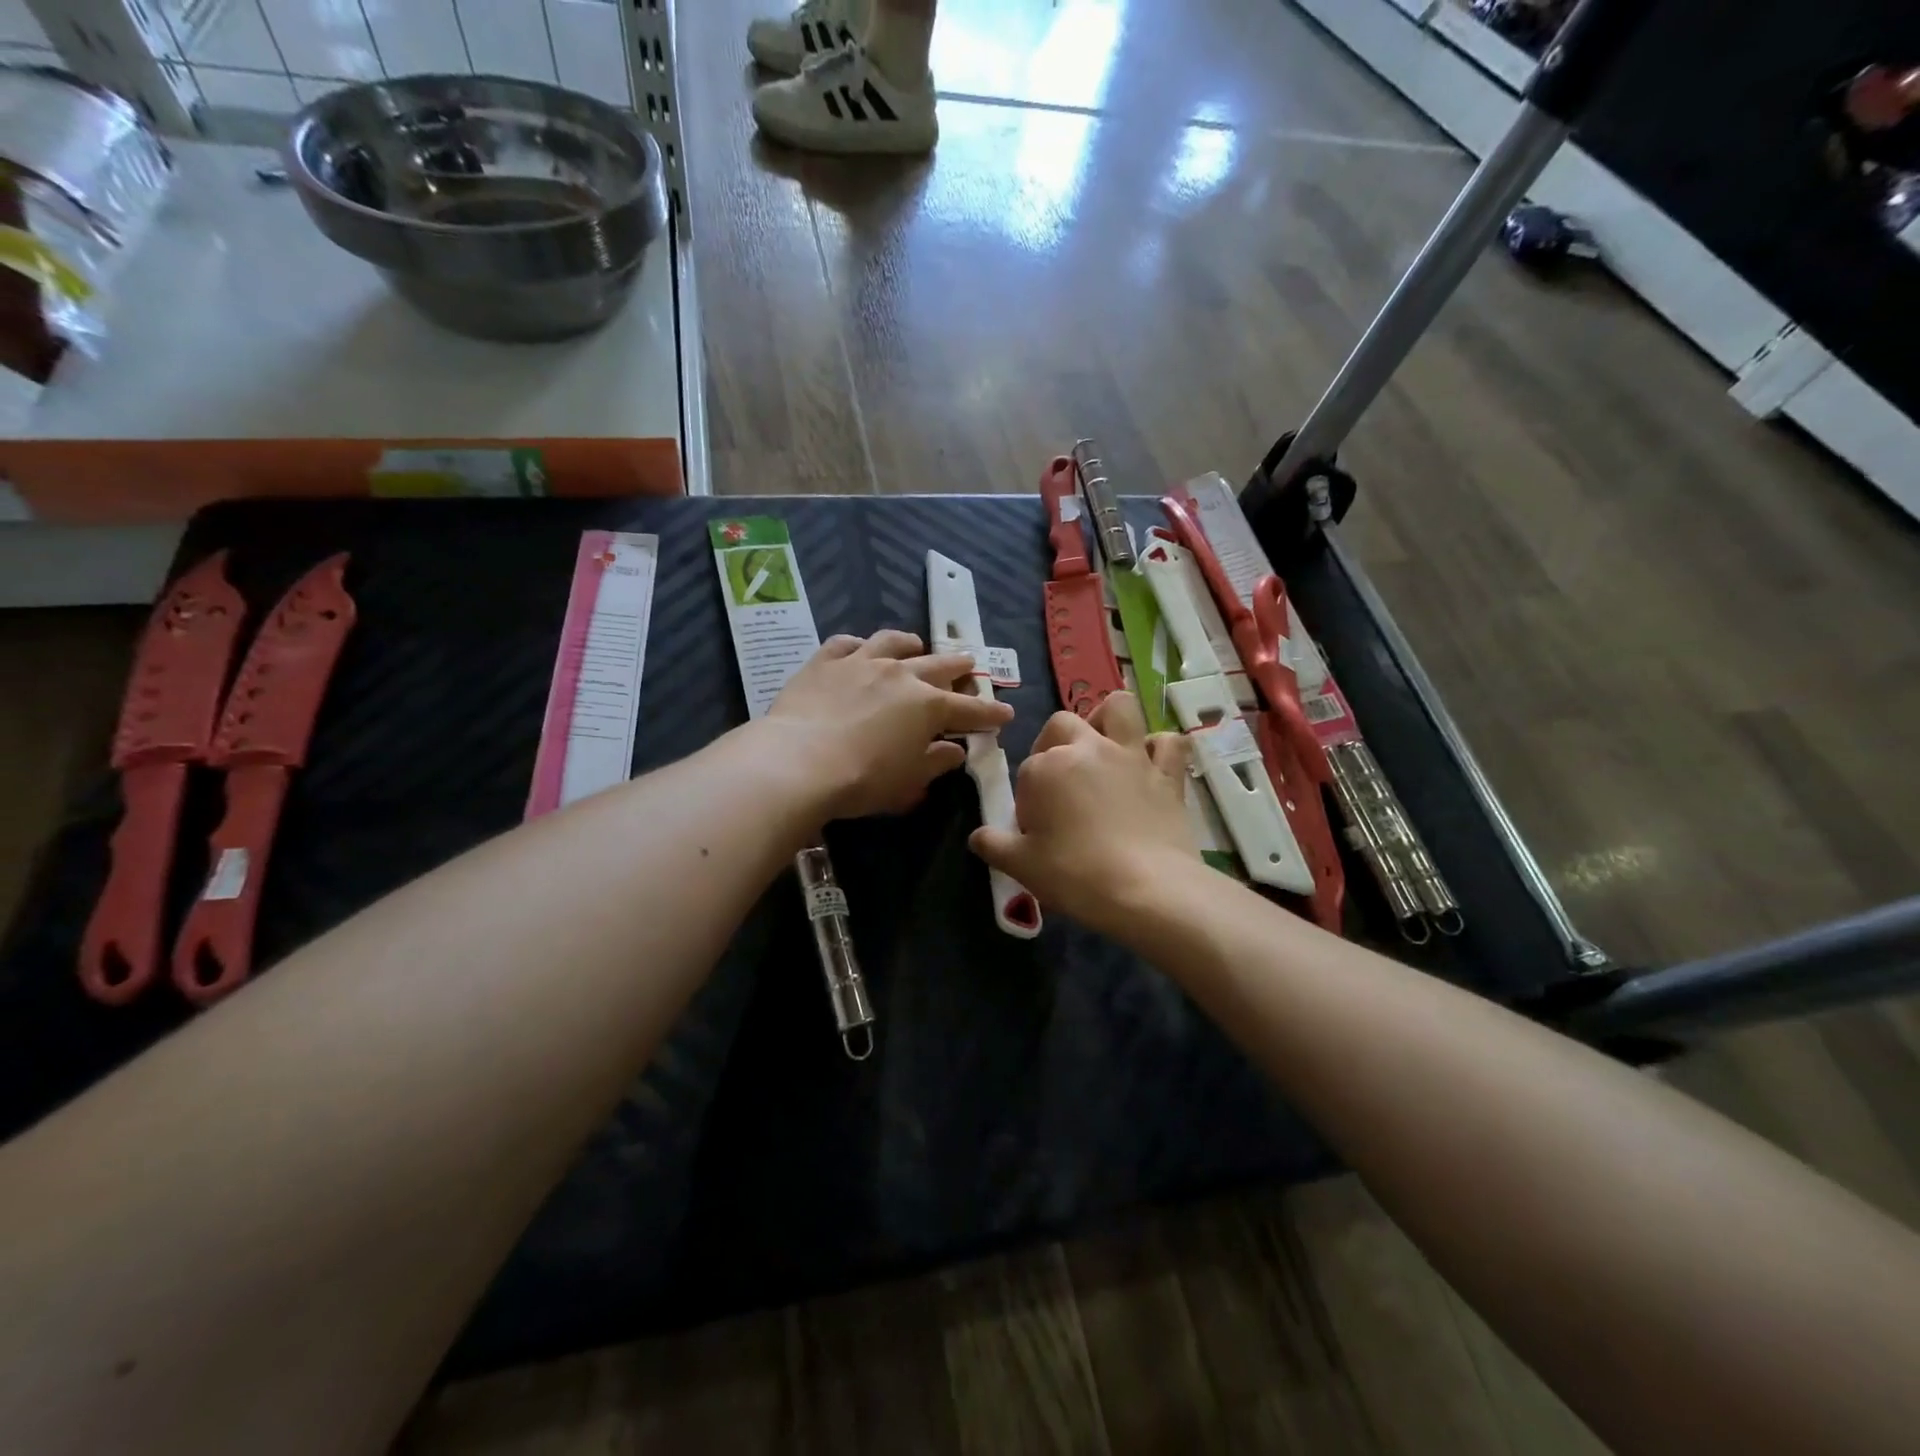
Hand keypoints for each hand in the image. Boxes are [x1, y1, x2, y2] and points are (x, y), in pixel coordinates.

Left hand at [764, 630, 1013, 821]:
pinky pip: (845, 644)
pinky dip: (858, 646)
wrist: (799, 762)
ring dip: (911, 645)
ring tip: (917, 646)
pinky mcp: (825, 661)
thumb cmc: (862, 780)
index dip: (990, 713)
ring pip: (893, 643)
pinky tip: (859, 648)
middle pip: (938, 665)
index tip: (1005, 713)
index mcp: (928, 706)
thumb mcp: (907, 782)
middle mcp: (900, 675)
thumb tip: (954, 751)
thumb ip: (935, 763)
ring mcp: (861, 662)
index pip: (969, 709)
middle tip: (970, 664)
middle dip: (959, 667)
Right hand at [969, 693, 1198, 936]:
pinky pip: (1168, 742)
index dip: (1028, 799)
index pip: (1027, 771)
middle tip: (1059, 783)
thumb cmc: (1076, 875)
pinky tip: (1150, 766)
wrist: (1148, 889)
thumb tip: (979, 836)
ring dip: (1107, 720)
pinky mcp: (1167, 773)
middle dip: (1054, 744)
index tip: (1035, 830)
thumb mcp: (1021, 866)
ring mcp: (1132, 756)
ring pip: (1119, 708)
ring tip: (1102, 747)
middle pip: (1062, 725)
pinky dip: (1159, 748)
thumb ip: (994, 845)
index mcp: (1047, 767)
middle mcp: (1088, 749)